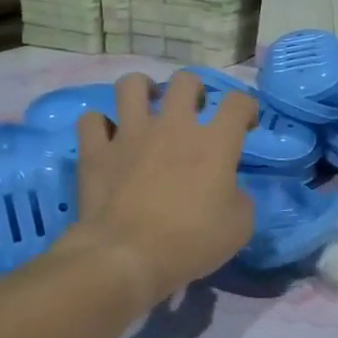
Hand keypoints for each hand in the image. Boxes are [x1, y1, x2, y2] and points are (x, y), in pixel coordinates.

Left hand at [68, 72, 257, 305]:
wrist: (126, 257)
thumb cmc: (191, 242)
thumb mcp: (239, 227)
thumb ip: (240, 198)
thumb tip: (229, 190)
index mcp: (214, 143)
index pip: (237, 102)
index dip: (246, 108)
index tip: (245, 126)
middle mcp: (173, 126)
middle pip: (185, 81)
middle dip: (194, 89)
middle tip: (194, 112)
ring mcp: (130, 134)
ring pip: (131, 85)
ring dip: (142, 90)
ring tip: (146, 106)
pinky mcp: (95, 151)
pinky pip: (91, 120)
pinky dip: (100, 126)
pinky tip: (108, 138)